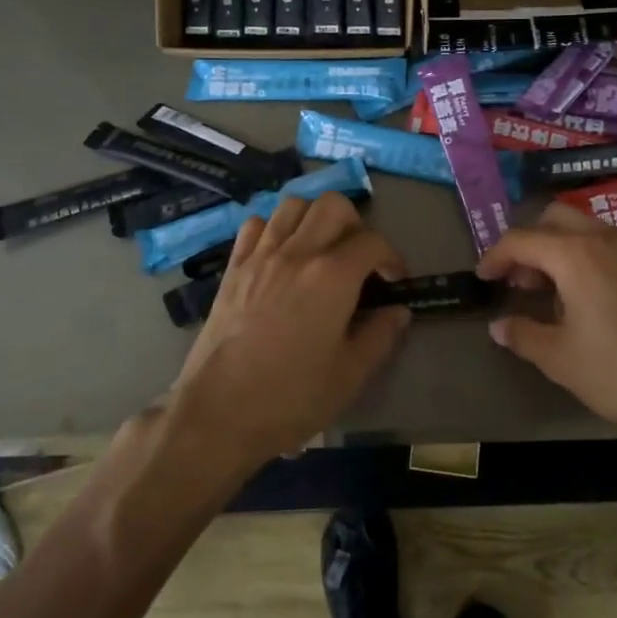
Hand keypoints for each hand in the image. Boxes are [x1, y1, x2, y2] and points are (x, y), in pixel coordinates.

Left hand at [171, 193, 409, 470]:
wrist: (218, 412)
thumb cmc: (291, 398)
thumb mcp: (350, 375)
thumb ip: (380, 336)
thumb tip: (398, 311)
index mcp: (332, 276)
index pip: (372, 242)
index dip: (392, 258)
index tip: (394, 282)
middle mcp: (297, 252)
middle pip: (333, 205)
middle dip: (356, 225)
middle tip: (358, 259)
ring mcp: (260, 255)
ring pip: (294, 204)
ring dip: (315, 218)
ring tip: (321, 249)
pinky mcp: (233, 267)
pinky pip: (256, 225)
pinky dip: (275, 228)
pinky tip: (282, 255)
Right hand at [476, 204, 616, 446]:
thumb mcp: (562, 360)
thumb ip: (523, 335)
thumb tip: (499, 325)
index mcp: (576, 255)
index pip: (521, 239)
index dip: (495, 256)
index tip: (484, 278)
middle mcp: (606, 240)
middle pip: (555, 219)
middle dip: (530, 243)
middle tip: (520, 281)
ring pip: (586, 230)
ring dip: (560, 250)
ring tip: (554, 295)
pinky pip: (612, 248)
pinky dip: (589, 260)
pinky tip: (593, 303)